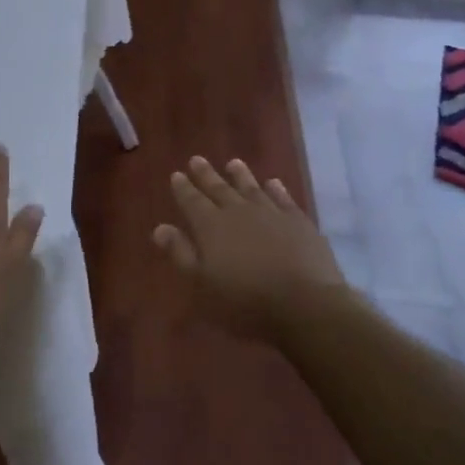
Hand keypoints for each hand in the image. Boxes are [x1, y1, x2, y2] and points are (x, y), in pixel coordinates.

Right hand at [152, 156, 344, 342]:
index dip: (183, 188)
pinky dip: (276, 190)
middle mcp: (238, 212)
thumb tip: (160, 228)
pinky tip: (272, 183)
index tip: (176, 174)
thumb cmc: (245, 302)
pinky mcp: (298, 222)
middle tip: (196, 159)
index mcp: (211, 226)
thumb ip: (181, 254)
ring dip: (240, 175)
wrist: (304, 305)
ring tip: (233, 163)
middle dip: (206, 175)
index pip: (192, 201)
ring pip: (251, 188)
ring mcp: (271, 214)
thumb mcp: (202, 284)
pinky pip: (283, 199)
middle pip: (219, 189)